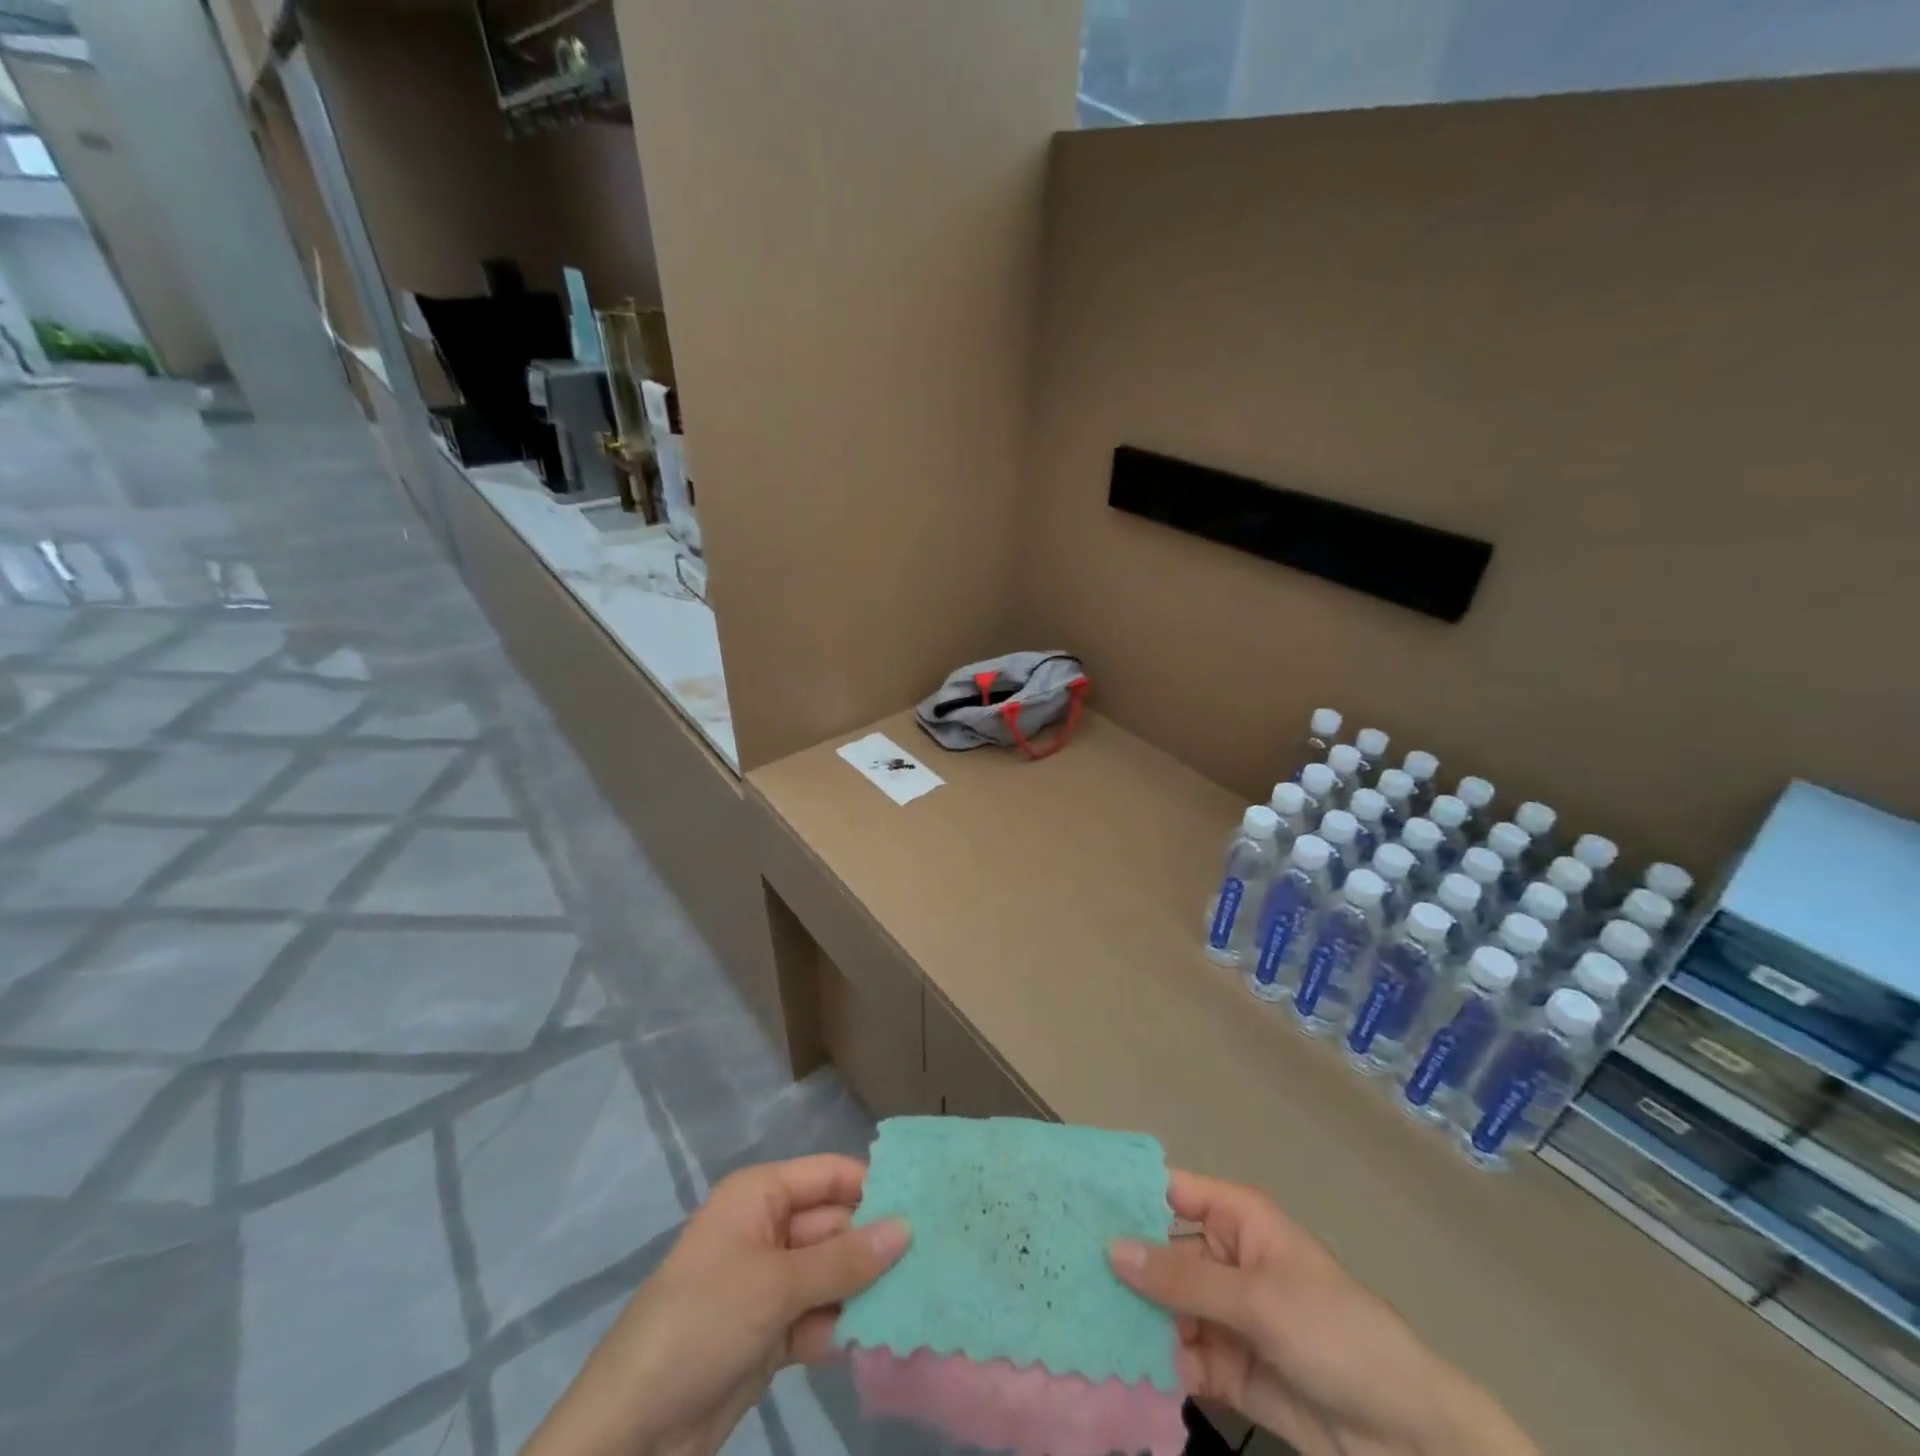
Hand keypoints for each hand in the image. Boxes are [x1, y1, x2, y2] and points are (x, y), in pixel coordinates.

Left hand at [521, 1155, 908, 1455]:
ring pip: (832, 1275)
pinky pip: (820, 1317)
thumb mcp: (775, 1284)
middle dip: (877, 1245)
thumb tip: (906, 1228)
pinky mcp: (770, 1334)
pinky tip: (886, 1337)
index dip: (873, 1186)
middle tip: (937, 1259)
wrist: (631, 1431)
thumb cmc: (701, 1323)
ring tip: (924, 1297)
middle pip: (834, 1227)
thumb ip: (843, 1259)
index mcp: (760, 1197)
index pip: (828, 1176)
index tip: (927, 1204)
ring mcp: (768, 1285)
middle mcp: (767, 1231)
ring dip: (867, 1290)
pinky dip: (845, 1327)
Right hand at [1111, 1171, 1534, 1455]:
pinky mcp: (1225, 1367)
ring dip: (1128, 1315)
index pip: (1170, 1191)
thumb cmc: (1336, 1334)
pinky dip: (1151, 1361)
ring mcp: (1223, 1314)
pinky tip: (1111, 1365)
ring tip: (1070, 1317)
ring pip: (1163, 1306)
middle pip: (1159, 1251)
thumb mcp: (1259, 1300)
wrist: (1407, 1437)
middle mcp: (1223, 1258)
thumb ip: (1183, 1279)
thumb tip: (1111, 1247)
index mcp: (1236, 1219)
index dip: (1126, 1192)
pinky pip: (1178, 1354)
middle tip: (1057, 1265)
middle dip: (1118, 1261)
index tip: (1071, 1198)